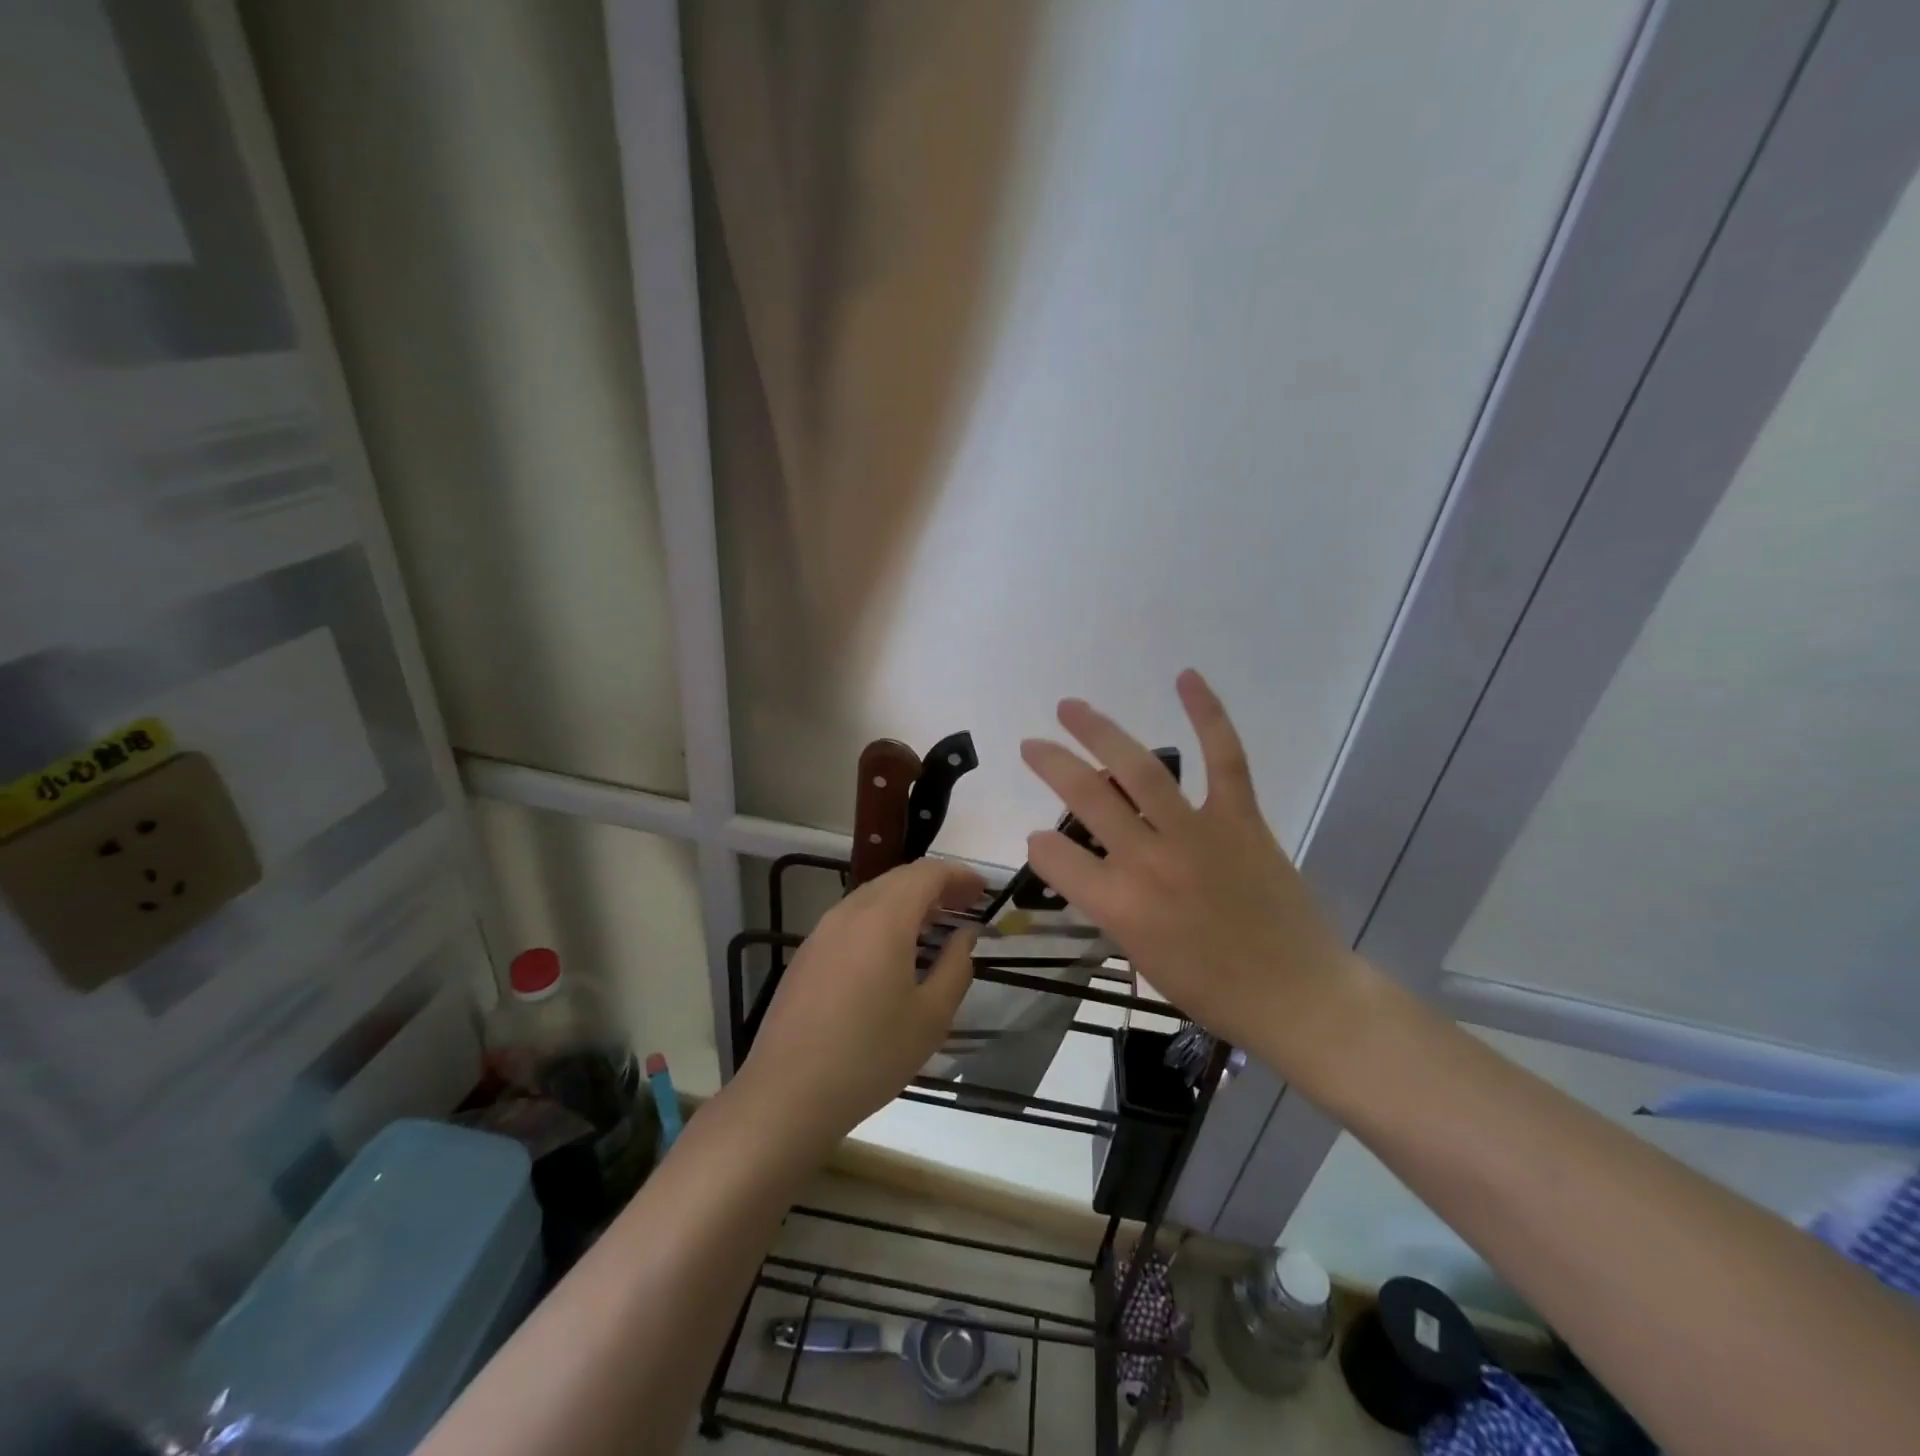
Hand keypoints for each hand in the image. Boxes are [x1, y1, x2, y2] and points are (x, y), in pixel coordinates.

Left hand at [733, 858, 984, 1149]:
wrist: (788, 1093)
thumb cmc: (870, 1055)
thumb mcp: (931, 1017)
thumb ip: (956, 966)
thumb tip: (965, 934)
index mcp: (884, 918)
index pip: (927, 874)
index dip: (959, 875)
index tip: (983, 891)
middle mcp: (850, 912)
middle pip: (899, 878)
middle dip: (936, 885)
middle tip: (965, 904)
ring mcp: (823, 930)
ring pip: (873, 895)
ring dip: (908, 900)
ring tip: (935, 924)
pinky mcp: (807, 953)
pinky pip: (853, 917)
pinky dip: (882, 918)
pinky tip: (893, 950)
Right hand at [1018, 670, 1359, 1065]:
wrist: (1297, 995)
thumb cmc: (1212, 989)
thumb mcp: (1139, 956)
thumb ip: (1106, 904)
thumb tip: (1086, 863)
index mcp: (1120, 906)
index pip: (1055, 856)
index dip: (1041, 846)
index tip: (1042, 840)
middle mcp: (1149, 862)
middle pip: (1086, 798)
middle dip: (1051, 764)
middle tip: (1032, 745)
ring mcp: (1198, 834)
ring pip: (1141, 769)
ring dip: (1099, 731)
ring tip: (1071, 708)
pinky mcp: (1241, 819)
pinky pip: (1225, 759)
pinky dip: (1208, 714)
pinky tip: (1185, 678)